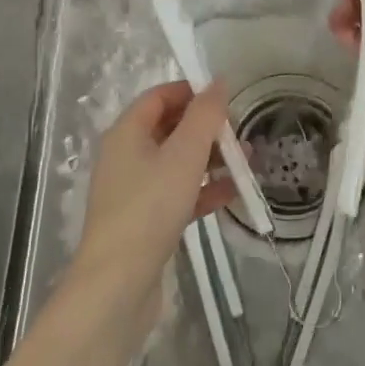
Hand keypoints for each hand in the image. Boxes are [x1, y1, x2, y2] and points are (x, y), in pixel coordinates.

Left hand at [73, 80, 235, 296]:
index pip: (159, 96)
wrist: (118, 284)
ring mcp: (134, 190)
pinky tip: (232, 193)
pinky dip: (202, 189)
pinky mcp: (145, 220)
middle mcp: (126, 156)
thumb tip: (218, 81)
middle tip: (241, 133)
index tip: (226, 98)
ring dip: (210, 159)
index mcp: (127, 132)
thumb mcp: (184, 155)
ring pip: (177, 162)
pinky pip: (178, 193)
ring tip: (246, 162)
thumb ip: (205, 115)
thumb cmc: (150, 207)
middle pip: (169, 128)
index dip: (191, 92)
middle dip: (206, 128)